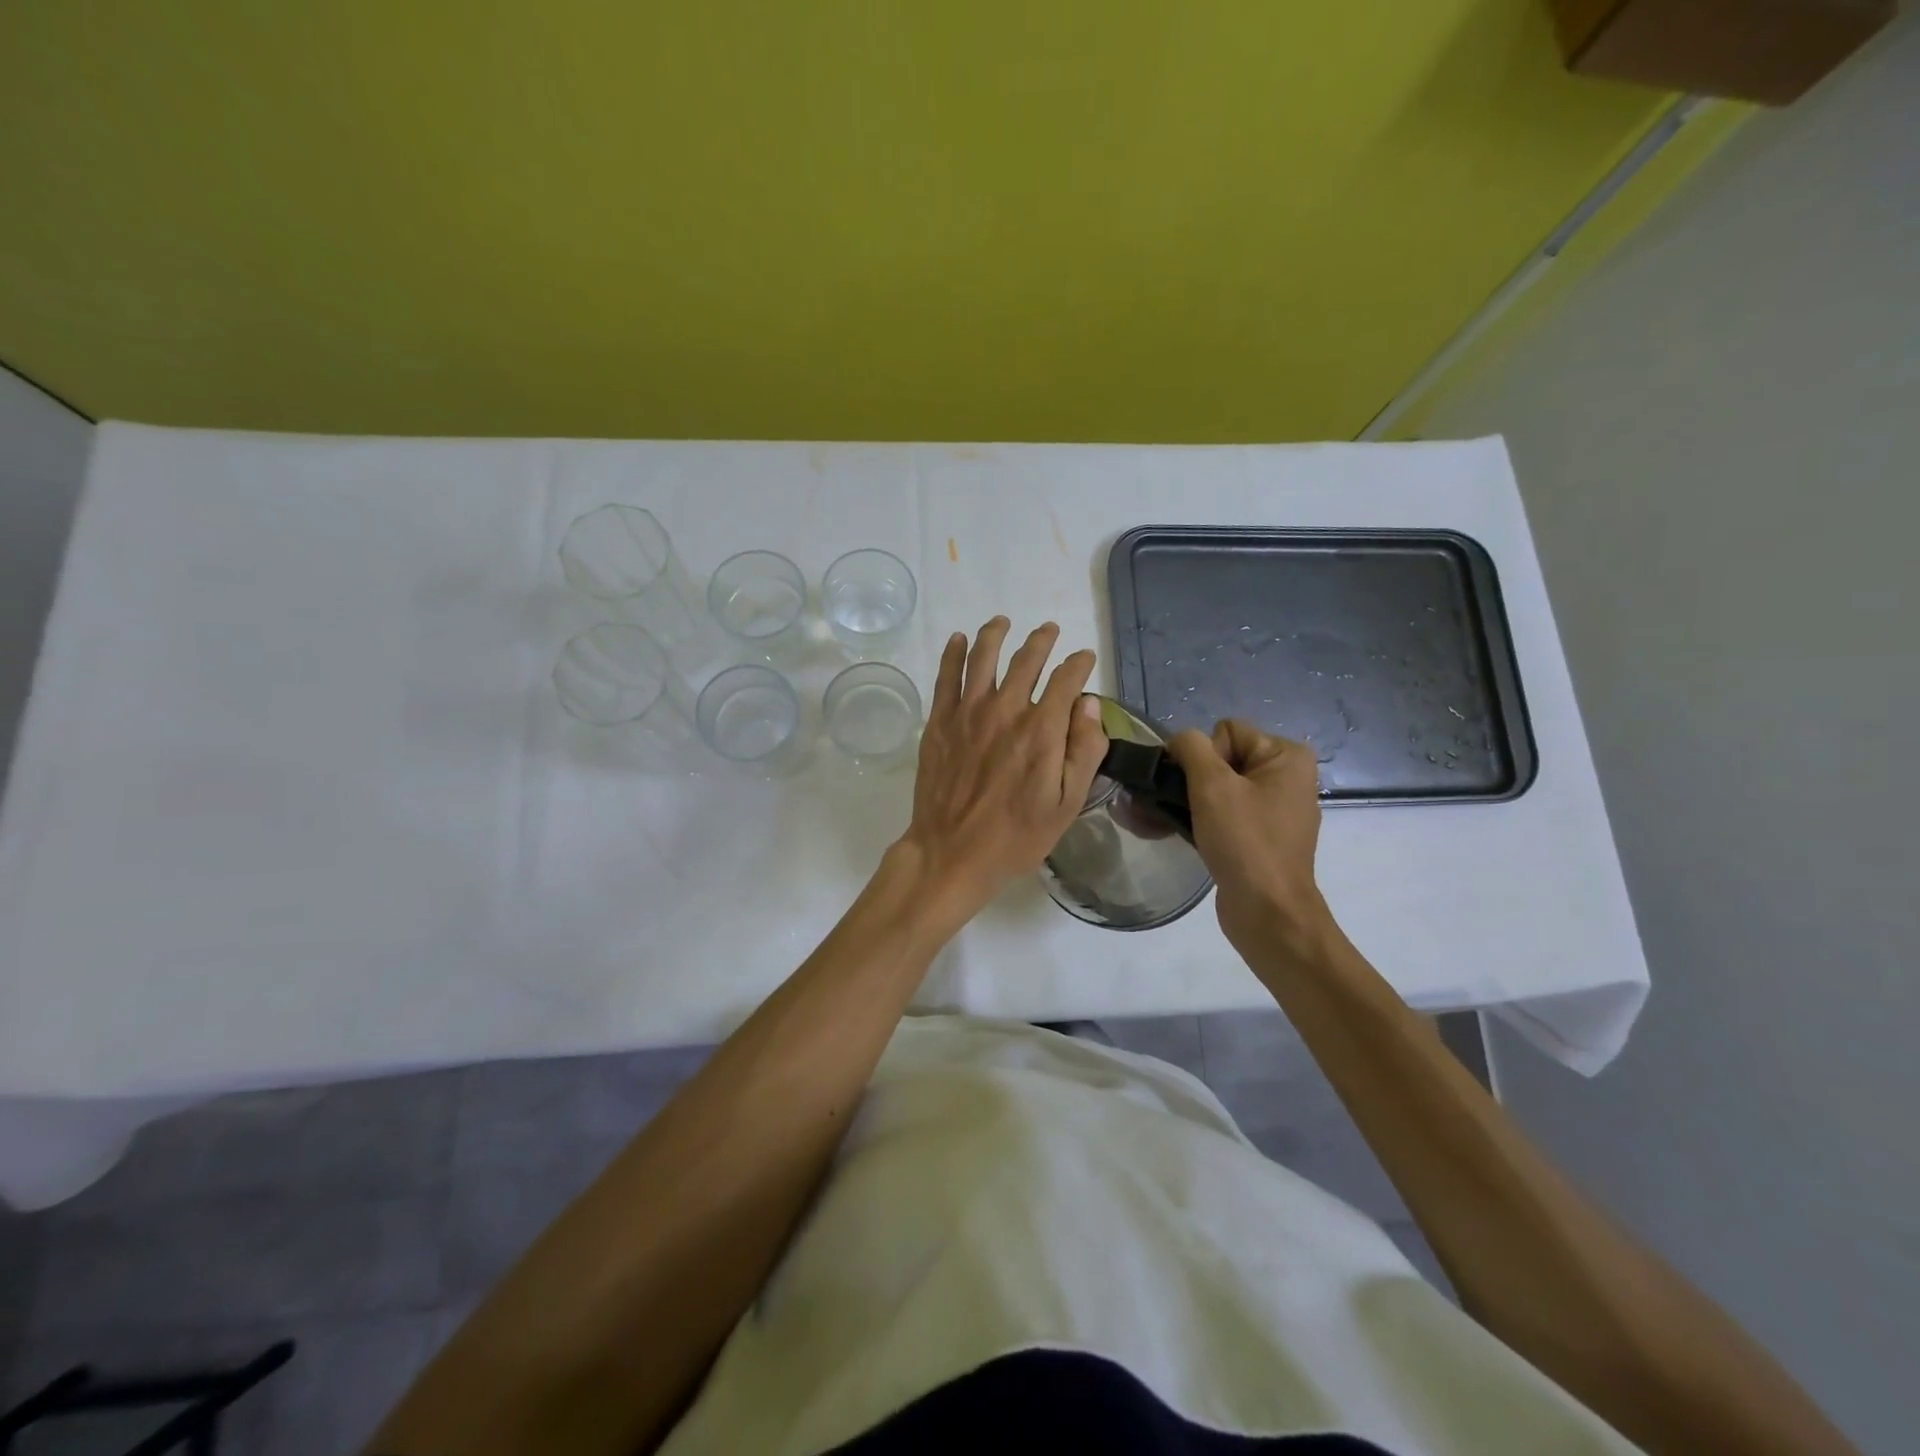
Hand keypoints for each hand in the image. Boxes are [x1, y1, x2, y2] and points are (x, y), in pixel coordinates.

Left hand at [900, 617, 1106, 921]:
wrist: (952, 853)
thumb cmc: (1016, 836)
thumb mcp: (1067, 804)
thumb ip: (1084, 750)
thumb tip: (1089, 704)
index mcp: (1042, 729)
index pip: (1066, 679)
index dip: (1079, 664)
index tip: (1085, 659)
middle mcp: (1005, 710)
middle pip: (1027, 660)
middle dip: (1043, 641)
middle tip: (1050, 631)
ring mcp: (967, 712)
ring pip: (983, 657)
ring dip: (996, 634)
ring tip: (1003, 622)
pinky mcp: (939, 722)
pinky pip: (946, 676)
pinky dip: (953, 652)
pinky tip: (958, 639)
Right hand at [1166, 720, 1336, 959]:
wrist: (1268, 913)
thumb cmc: (1244, 842)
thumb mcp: (1212, 785)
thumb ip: (1191, 748)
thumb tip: (1179, 741)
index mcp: (1287, 757)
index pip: (1226, 732)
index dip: (1203, 756)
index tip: (1202, 790)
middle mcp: (1287, 777)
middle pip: (1220, 758)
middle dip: (1189, 780)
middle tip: (1169, 805)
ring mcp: (1275, 810)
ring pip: (1217, 788)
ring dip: (1186, 801)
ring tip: (1154, 817)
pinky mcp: (1260, 837)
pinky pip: (1223, 814)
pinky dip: (1199, 820)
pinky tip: (1172, 831)